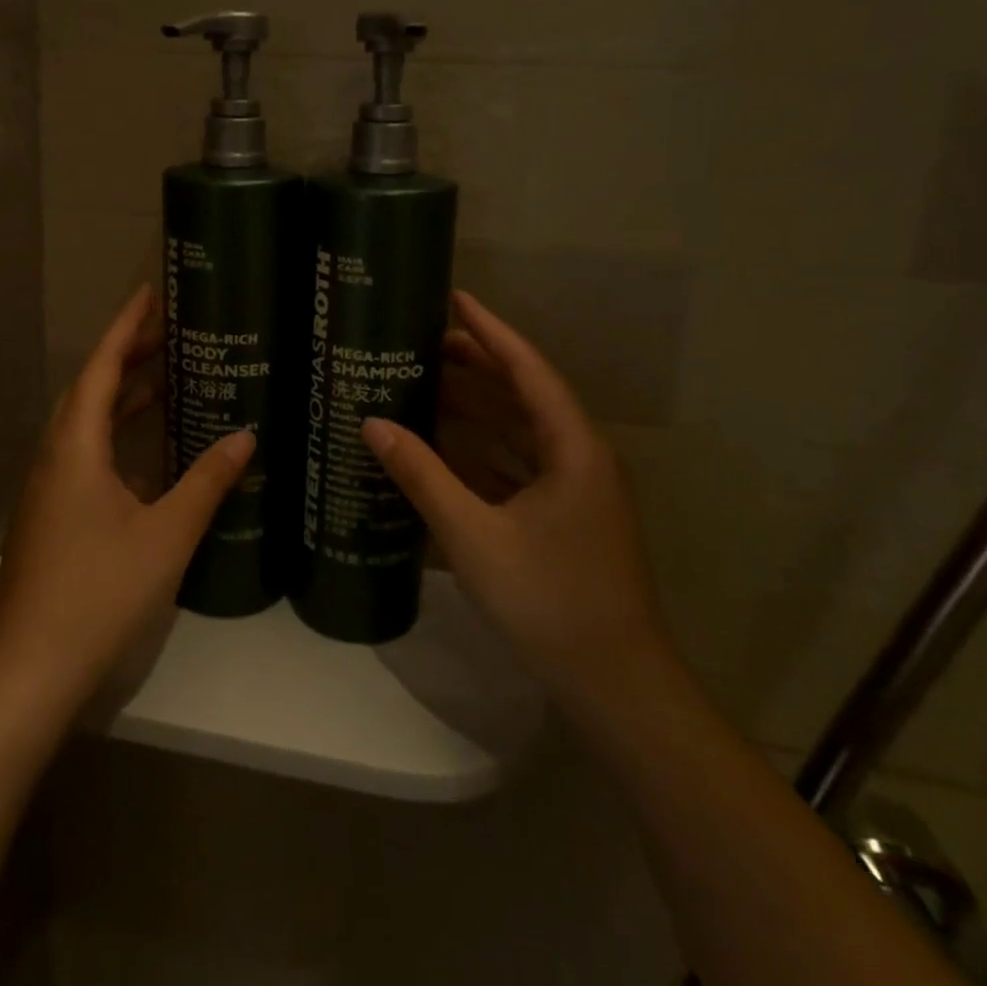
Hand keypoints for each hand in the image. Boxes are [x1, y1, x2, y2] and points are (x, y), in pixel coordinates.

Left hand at [0, 285, 253, 712]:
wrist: (28, 671)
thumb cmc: (98, 594)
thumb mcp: (165, 535)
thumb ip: (206, 483)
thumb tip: (245, 437)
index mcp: (75, 447)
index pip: (100, 367)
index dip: (126, 327)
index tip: (150, 293)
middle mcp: (55, 457)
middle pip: (91, 389)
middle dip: (129, 355)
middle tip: (172, 332)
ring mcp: (49, 488)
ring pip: (86, 423)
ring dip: (122, 396)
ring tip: (168, 377)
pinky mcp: (52, 515)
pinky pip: (86, 452)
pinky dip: (117, 434)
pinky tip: (149, 451)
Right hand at [363, 291, 677, 718]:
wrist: (614, 687)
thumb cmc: (549, 602)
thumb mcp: (474, 535)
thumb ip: (422, 475)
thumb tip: (372, 424)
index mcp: (573, 448)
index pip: (528, 369)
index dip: (490, 331)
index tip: (454, 297)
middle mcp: (579, 457)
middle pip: (523, 394)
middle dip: (477, 365)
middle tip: (423, 340)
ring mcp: (573, 490)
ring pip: (519, 431)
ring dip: (476, 407)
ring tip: (424, 382)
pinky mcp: (561, 518)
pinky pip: (516, 465)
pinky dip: (480, 450)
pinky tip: (442, 446)